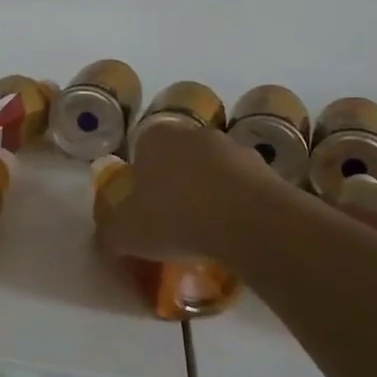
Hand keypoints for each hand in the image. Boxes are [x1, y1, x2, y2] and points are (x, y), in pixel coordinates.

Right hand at [96, 119, 274, 264]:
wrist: (249, 222)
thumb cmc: (175, 217)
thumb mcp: (125, 233)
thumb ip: (109, 235)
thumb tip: (108, 242)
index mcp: (155, 137)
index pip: (140, 151)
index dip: (139, 182)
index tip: (142, 212)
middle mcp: (194, 134)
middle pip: (178, 161)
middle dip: (175, 188)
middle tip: (171, 225)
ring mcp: (234, 149)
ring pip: (212, 174)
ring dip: (208, 198)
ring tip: (205, 237)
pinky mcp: (267, 172)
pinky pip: (242, 192)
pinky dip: (237, 210)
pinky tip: (233, 238)